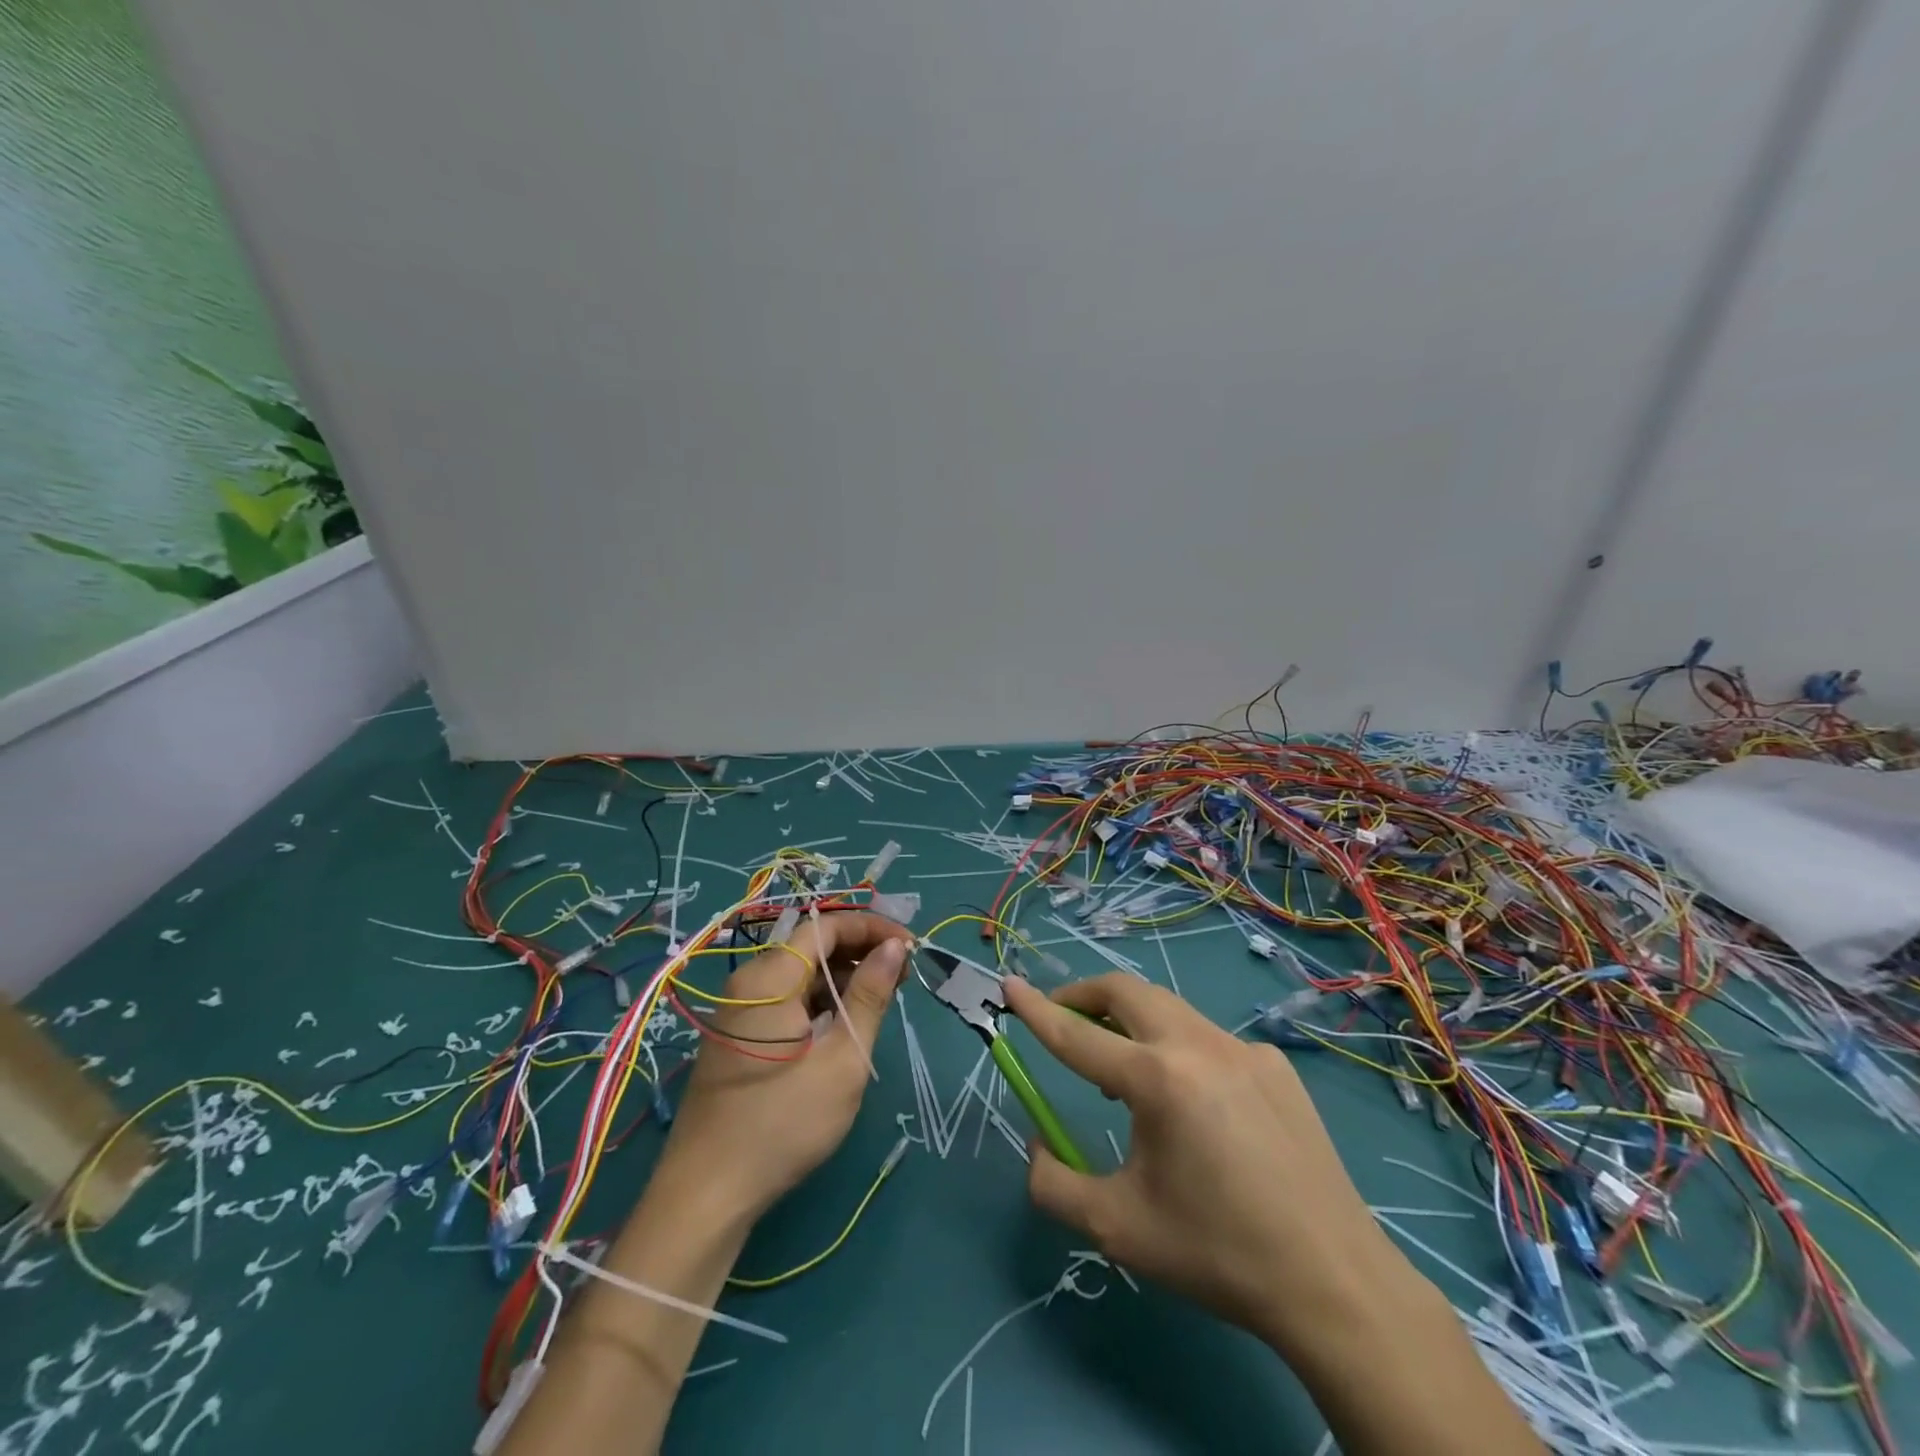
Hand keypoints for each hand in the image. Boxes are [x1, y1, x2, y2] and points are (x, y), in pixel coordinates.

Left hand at [658, 910, 912, 1219]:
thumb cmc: (782, 1124)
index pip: (826, 926)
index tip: (910, 945)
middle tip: (903, 975)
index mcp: (769, 977)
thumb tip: (895, 947)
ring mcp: (740, 1009)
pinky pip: (786, 998)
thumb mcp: (842, 1060)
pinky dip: (820, 1000)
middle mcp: (749, 981)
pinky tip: (845, 1021)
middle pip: (812, 946)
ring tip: (883, 997)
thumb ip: (869, 996)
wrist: (706, 1196)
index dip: (871, 927)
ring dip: (843, 977)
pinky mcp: (739, 1035)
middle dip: (860, 951)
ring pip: (800, 973)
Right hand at [1002, 973, 1427, 1361]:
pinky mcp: (1276, 1065)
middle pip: (1126, 992)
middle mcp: (1199, 1045)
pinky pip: (1210, 1041)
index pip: (1077, 1035)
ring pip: (1169, 1010)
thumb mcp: (1117, 1228)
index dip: (1036, 1009)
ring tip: (1124, 1073)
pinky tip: (1197, 1108)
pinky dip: (1181, 1052)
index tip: (1008, 984)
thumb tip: (1038, 1146)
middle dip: (1085, 996)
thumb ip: (1054, 1184)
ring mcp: (1244, 1048)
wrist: (1333, 1284)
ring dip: (1132, 1023)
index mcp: (1158, 1080)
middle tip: (1065, 1021)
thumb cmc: (1216, 1254)